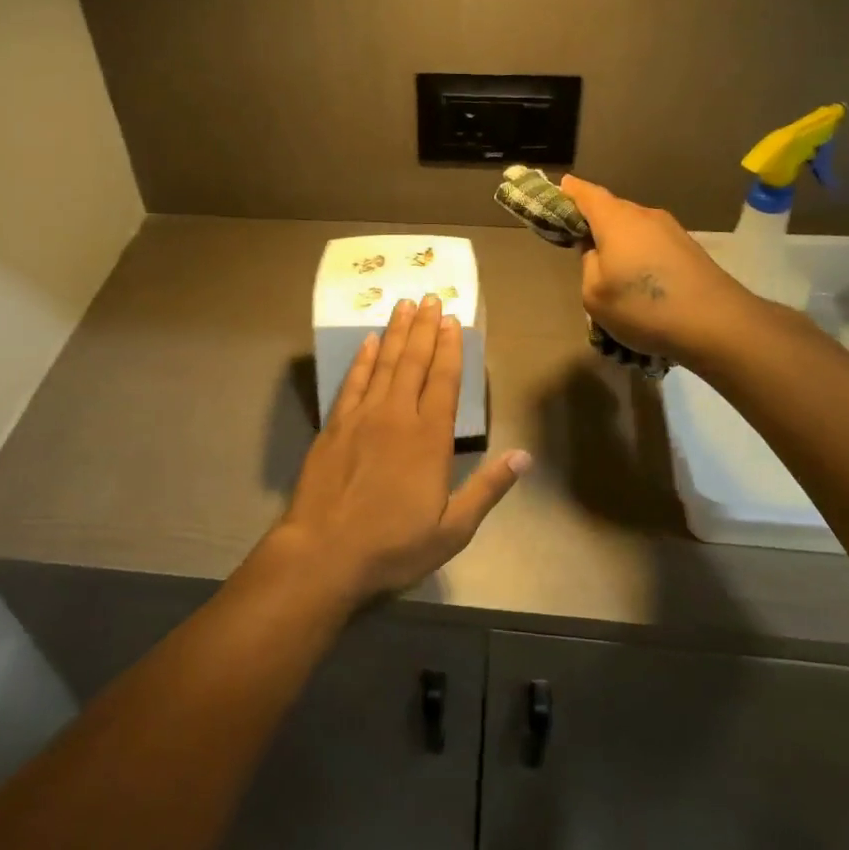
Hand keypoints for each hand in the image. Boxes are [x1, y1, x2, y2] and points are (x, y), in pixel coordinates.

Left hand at [271, 295, 530, 606]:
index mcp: (429, 438)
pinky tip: (367, 342)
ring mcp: (362, 417)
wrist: (324, 552)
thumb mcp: (452, 529)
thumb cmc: (393, 545)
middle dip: (424, 328)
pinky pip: (352, 382)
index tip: (452, 320)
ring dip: (395, 333)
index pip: (444, 381)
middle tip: (429, 297)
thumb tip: (525, 457)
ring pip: (383, 364)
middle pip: (413, 362)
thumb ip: (488, 489)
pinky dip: (361, 359)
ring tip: (403, 305)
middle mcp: (396, 416)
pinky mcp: (334, 426)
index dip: (450, 348)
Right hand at [560, 174, 759, 363]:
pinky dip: (639, 253)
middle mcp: (645, 216)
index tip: (559, 188)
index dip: (570, 190)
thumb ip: (588, 265)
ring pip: (634, 228)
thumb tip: (597, 252)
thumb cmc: (644, 307)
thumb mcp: (595, 295)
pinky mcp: (689, 249)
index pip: (587, 194)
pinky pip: (652, 243)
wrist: (717, 324)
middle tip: (578, 240)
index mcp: (616, 220)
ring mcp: (671, 231)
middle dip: (594, 219)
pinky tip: (639, 280)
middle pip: (612, 209)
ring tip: (610, 268)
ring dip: (619, 241)